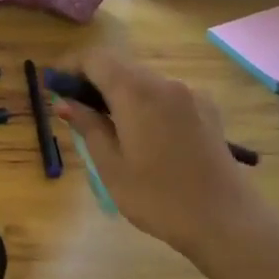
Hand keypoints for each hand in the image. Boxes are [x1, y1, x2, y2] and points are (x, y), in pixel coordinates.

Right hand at [54, 48, 260, 257]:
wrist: (224, 218)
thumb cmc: (158, 197)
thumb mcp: (112, 166)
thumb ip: (88, 127)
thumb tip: (65, 103)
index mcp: (137, 92)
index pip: (96, 59)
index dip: (71, 66)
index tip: (54, 86)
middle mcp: (165, 83)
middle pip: (122, 66)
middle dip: (93, 80)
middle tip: (73, 109)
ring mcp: (190, 95)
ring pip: (145, 81)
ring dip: (120, 93)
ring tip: (105, 126)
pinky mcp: (207, 110)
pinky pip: (166, 96)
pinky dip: (145, 103)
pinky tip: (141, 135)